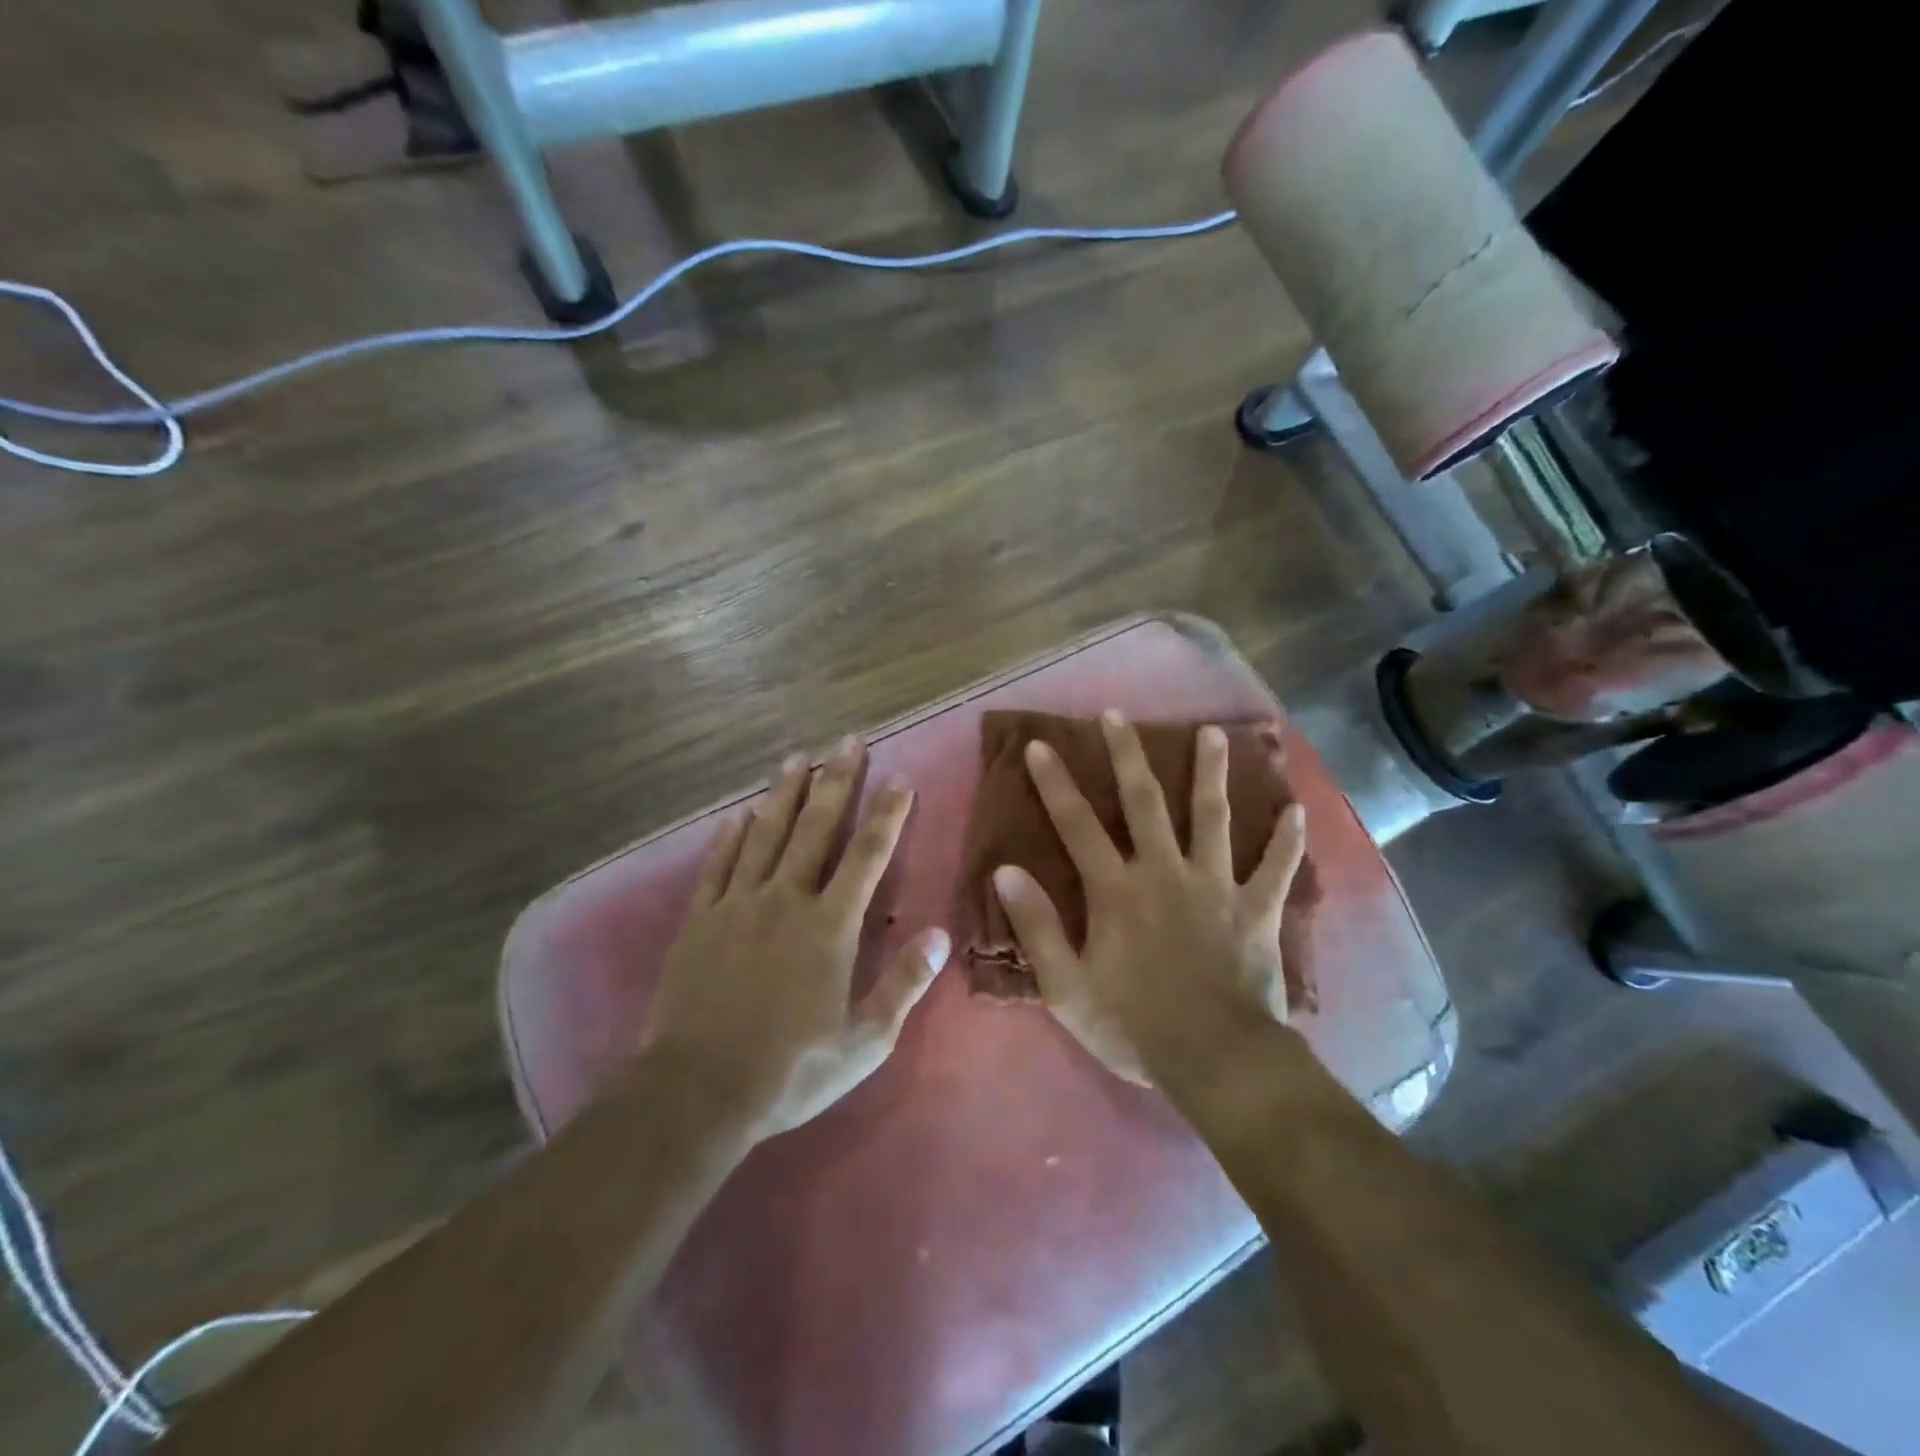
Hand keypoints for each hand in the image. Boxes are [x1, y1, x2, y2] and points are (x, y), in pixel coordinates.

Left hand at [646, 738, 948, 1138]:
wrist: (698, 1091)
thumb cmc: (791, 1069)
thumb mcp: (864, 1041)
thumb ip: (903, 984)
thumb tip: (940, 936)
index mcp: (829, 926)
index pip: (867, 856)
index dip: (886, 814)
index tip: (900, 778)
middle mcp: (785, 900)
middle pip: (815, 828)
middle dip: (837, 781)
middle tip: (848, 741)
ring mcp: (737, 905)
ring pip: (764, 835)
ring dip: (783, 794)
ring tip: (796, 759)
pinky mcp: (700, 921)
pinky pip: (718, 866)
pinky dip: (729, 838)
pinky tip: (737, 816)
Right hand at [990, 711, 1305, 1086]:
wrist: (1217, 1061)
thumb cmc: (1134, 1026)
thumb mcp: (1066, 987)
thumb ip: (1036, 926)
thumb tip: (1005, 871)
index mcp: (1116, 889)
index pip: (1077, 824)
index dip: (1055, 783)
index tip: (1042, 744)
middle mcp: (1164, 871)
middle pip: (1144, 802)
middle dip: (1127, 755)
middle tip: (1118, 715)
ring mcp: (1215, 885)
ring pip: (1213, 817)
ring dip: (1212, 773)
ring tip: (1213, 734)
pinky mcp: (1256, 909)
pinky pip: (1274, 868)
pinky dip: (1286, 840)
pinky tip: (1296, 809)